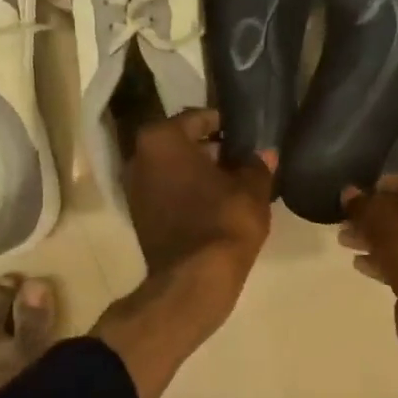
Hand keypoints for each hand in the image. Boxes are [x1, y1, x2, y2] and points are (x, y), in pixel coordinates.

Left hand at [124, 109, 275, 325]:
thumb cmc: (223, 221)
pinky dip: (186, 192)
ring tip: (231, 181)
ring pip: (171, 169)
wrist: (194, 279)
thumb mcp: (252, 188)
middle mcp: (138, 158)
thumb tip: (264, 154)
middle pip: (180, 143)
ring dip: (197, 172)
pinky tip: (213, 203)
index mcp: (161, 139)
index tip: (243, 133)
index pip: (197, 118)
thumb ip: (257, 165)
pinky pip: (166, 192)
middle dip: (208, 148)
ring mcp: (133, 189)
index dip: (223, 123)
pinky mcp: (138, 216)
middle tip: (239, 157)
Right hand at [339, 174, 397, 348]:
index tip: (361, 197)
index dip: (385, 189)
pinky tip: (362, 264)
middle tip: (349, 222)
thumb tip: (348, 194)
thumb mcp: (380, 218)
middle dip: (379, 218)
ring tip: (347, 242)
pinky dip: (392, 261)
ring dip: (381, 240)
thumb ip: (363, 204)